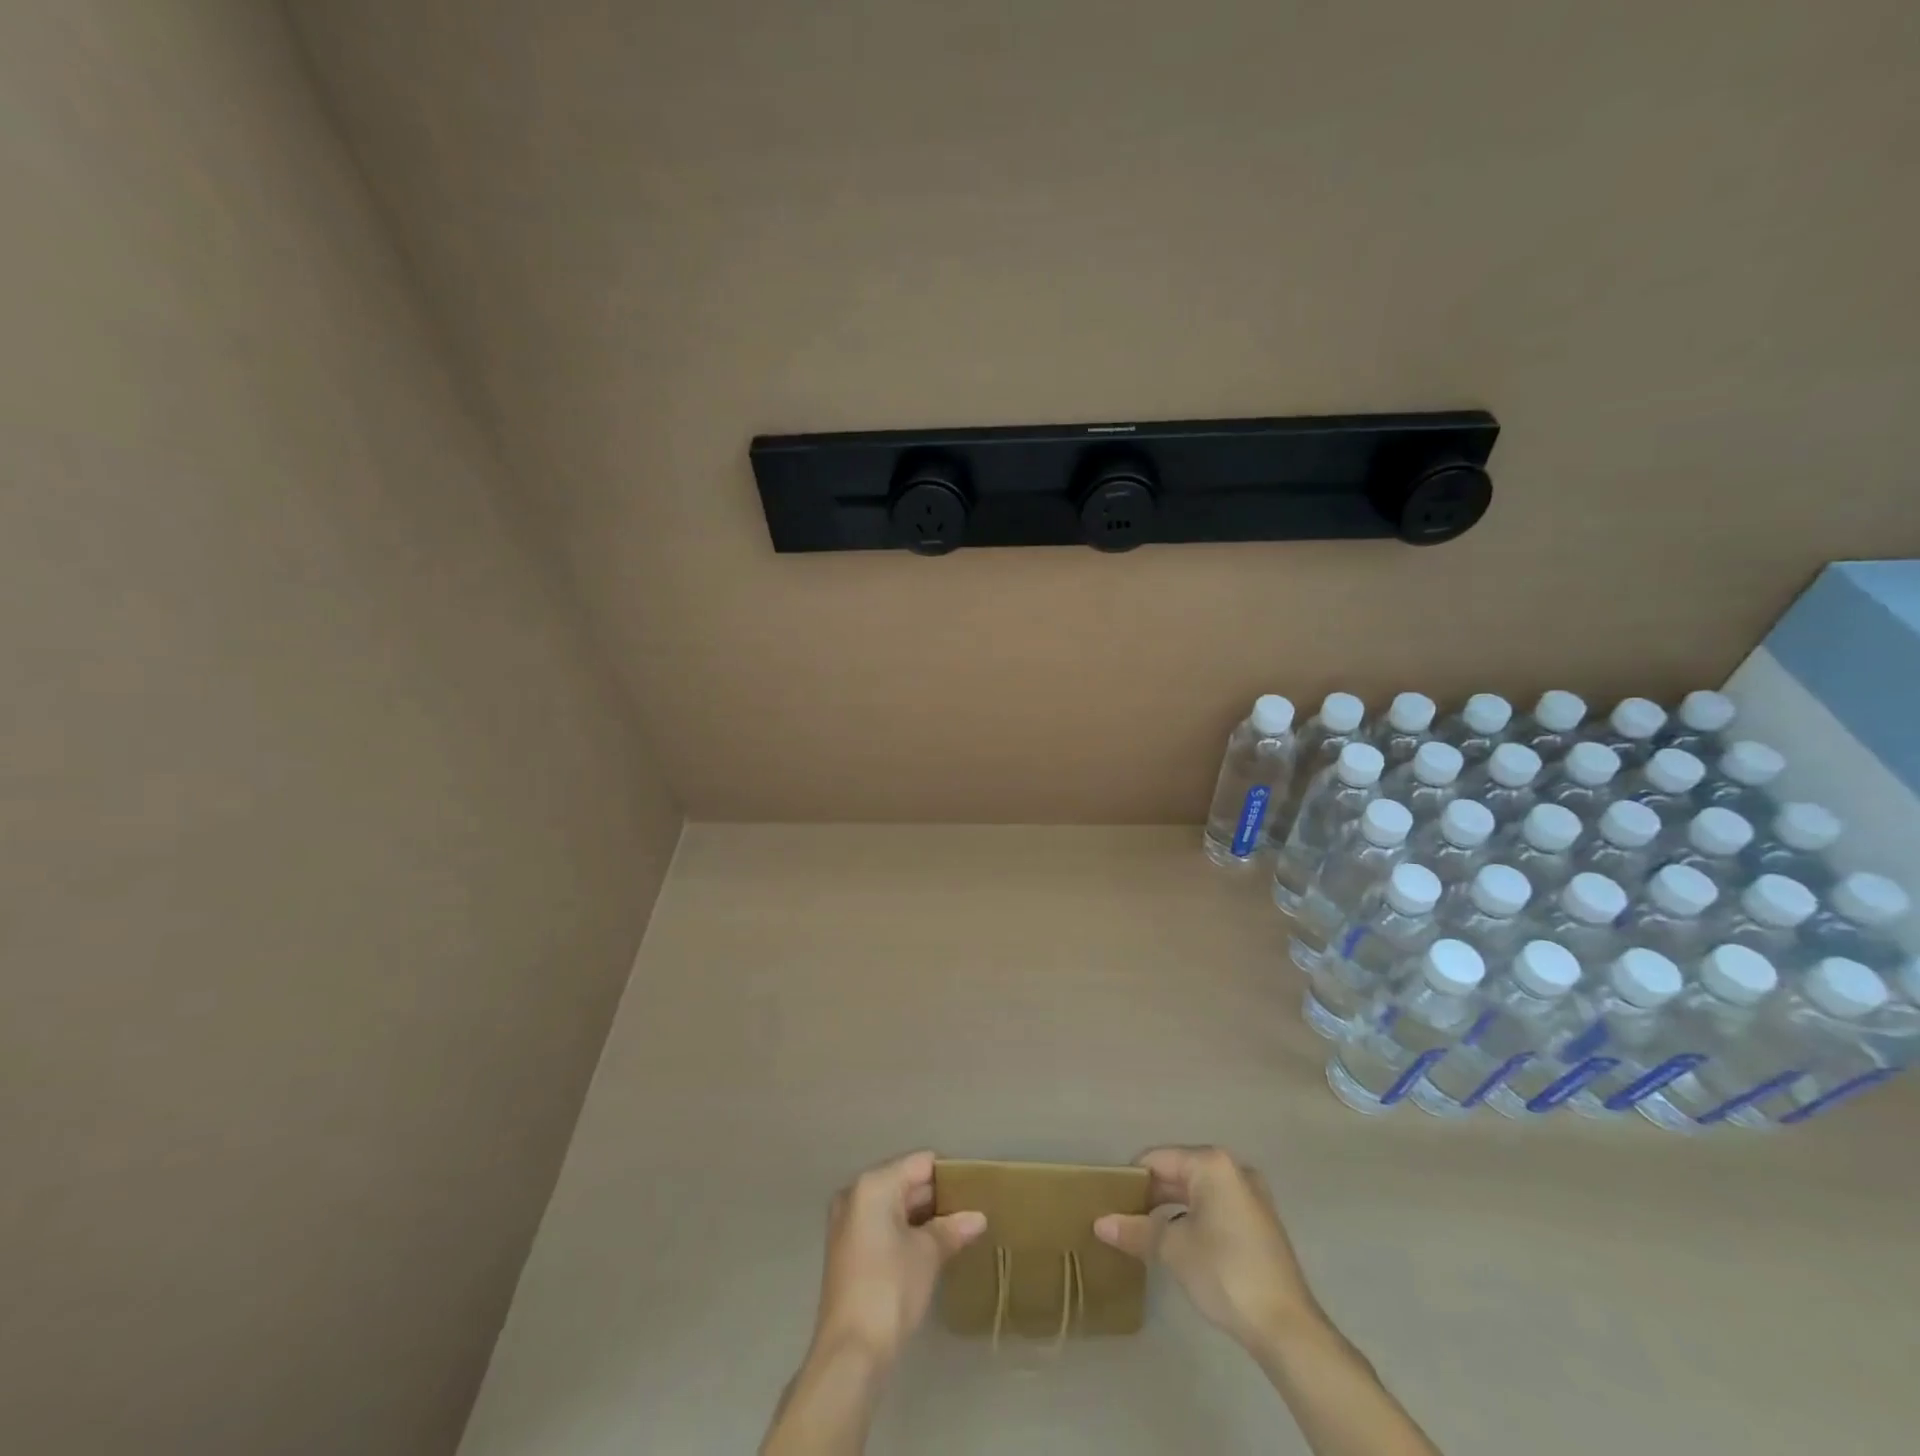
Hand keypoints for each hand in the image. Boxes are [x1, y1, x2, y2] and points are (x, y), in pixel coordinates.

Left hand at [808, 1150, 986, 1368]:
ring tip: (959, 1227)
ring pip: (894, 1205)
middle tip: (972, 1209)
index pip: (920, 1164)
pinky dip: (906, 1231)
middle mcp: (855, 1194)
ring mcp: (848, 1223)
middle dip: (937, 1196)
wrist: (850, 1353)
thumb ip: (952, 1228)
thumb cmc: (890, 1289)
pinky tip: (933, 1245)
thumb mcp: (927, 1254)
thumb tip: (978, 1217)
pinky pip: (883, 1225)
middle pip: (905, 1182)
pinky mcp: (848, 1250)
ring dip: (923, 1216)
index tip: (976, 1188)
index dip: (949, 1174)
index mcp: (873, 1185)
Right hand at [1094, 1145, 1323, 1353]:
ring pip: (1197, 1191)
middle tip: (1123, 1218)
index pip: (1157, 1159)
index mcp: (1211, 1163)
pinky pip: (1215, 1206)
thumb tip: (1100, 1224)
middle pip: (1178, 1171)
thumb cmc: (1225, 1272)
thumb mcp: (1173, 1249)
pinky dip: (1193, 1217)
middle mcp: (1233, 1169)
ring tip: (1145, 1232)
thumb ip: (1136, 1230)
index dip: (1131, 1179)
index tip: (1110, 1202)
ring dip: (1171, 1208)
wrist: (1287, 1328)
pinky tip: (1178, 1242)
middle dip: (1151, 1194)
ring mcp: (1251, 1195)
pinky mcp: (1259, 1222)